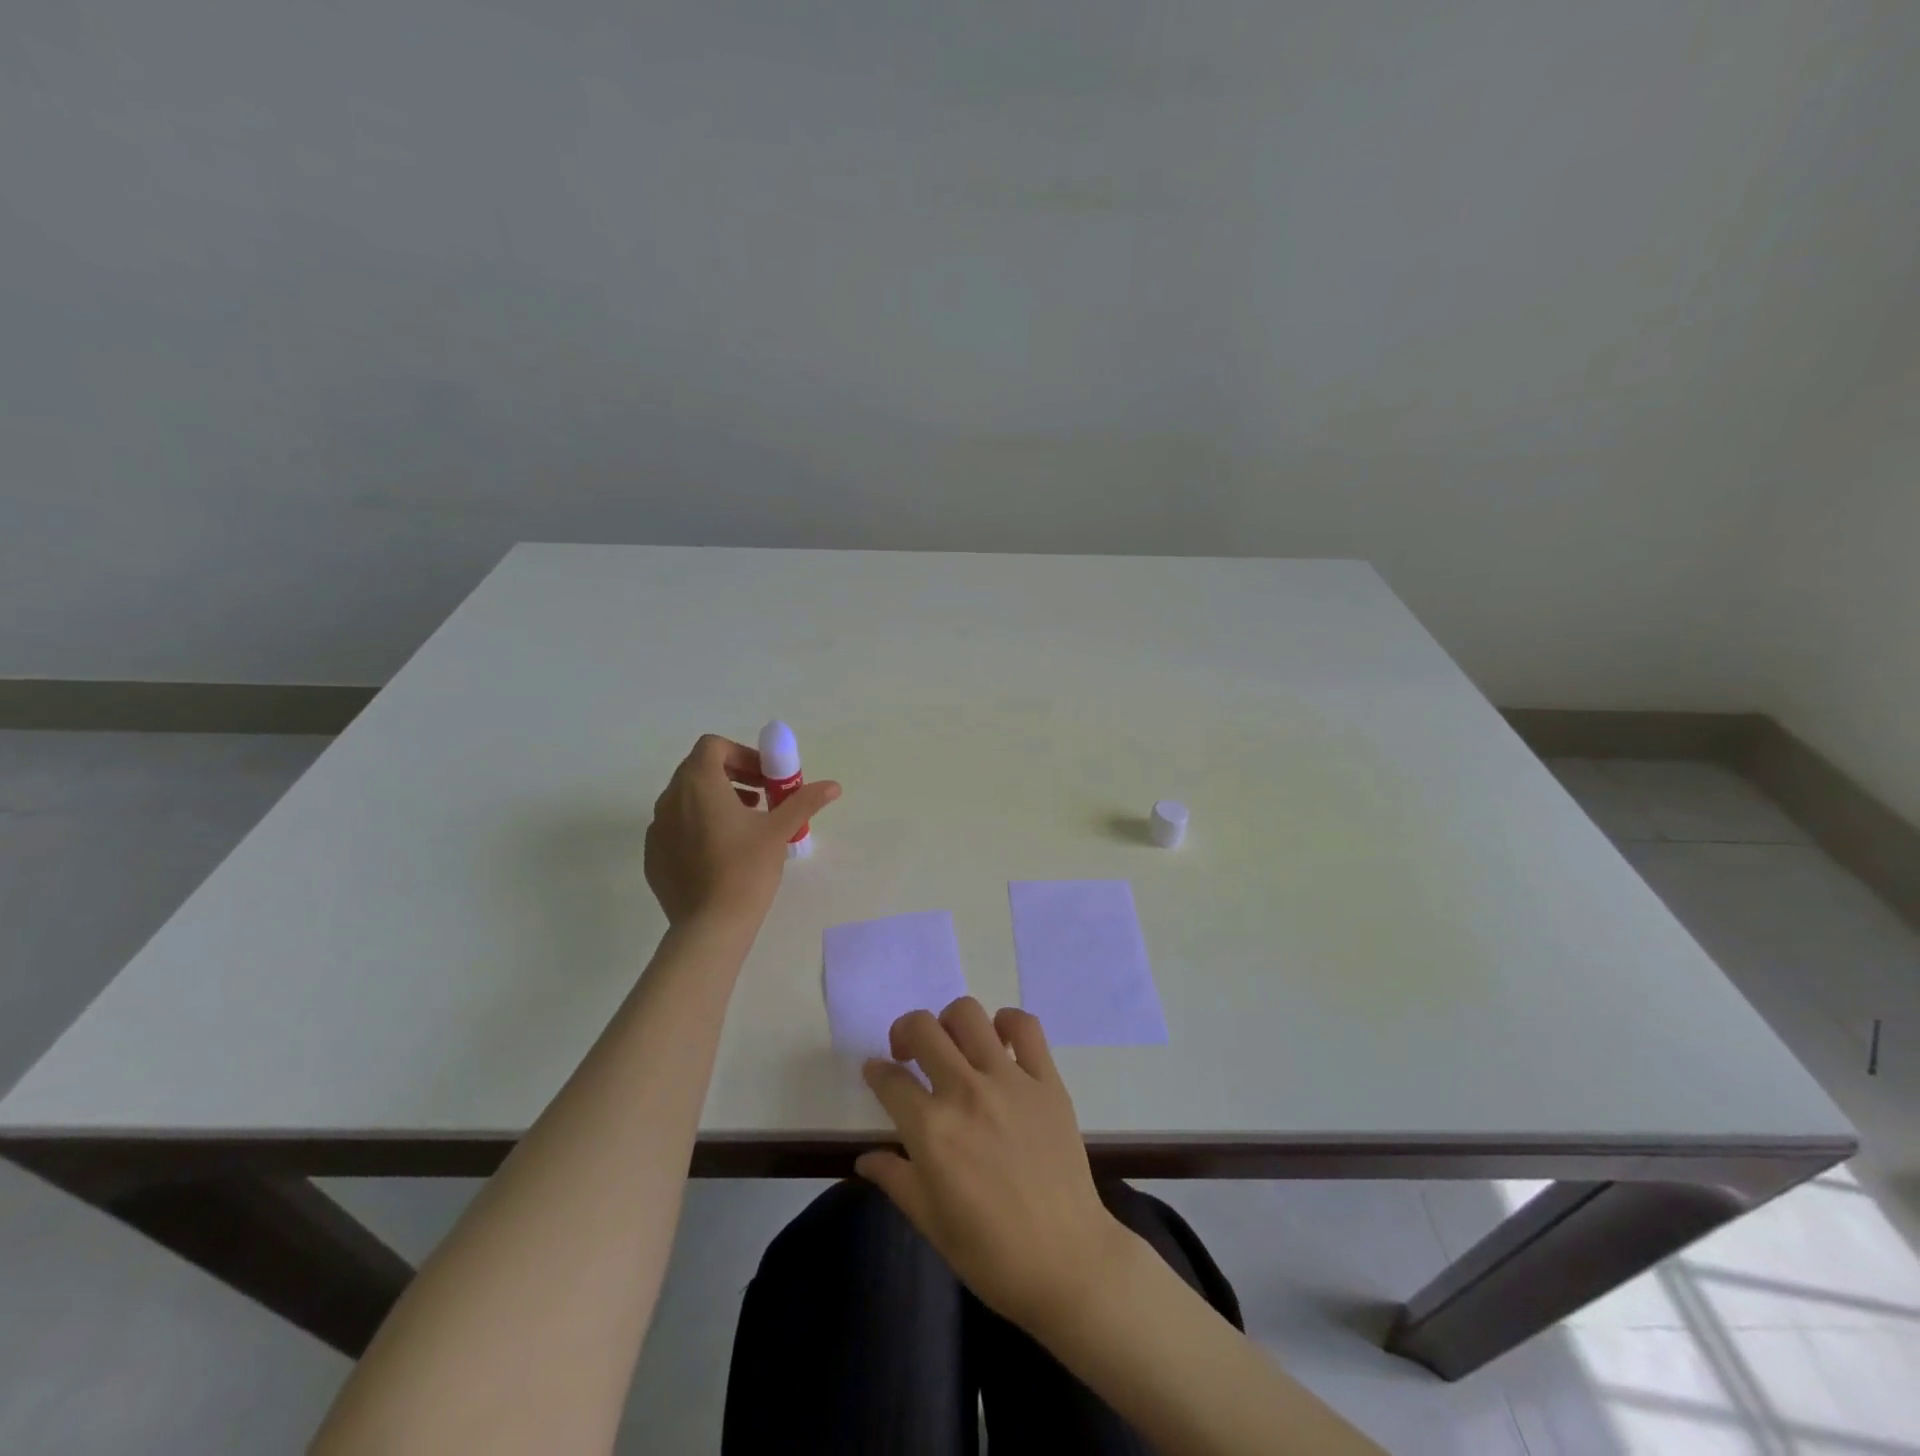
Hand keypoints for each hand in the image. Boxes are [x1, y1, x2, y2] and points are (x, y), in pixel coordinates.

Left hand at [644, 734, 839, 927]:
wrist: (710, 926)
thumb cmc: (746, 869)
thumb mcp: (779, 831)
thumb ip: (804, 801)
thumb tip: (833, 786)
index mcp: (699, 784)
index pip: (713, 746)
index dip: (742, 754)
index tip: (765, 778)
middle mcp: (670, 799)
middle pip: (698, 769)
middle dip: (732, 775)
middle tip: (761, 798)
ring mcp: (657, 828)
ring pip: (685, 798)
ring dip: (715, 799)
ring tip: (744, 825)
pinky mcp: (654, 855)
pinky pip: (676, 827)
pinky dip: (698, 825)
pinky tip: (721, 853)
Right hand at [856, 998, 1126, 1334]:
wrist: (1067, 1261)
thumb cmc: (991, 1253)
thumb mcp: (930, 1222)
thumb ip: (895, 1178)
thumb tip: (865, 1157)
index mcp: (932, 1130)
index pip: (890, 1079)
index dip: (876, 1072)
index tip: (876, 1073)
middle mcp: (966, 1092)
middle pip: (923, 1029)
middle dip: (904, 1032)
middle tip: (908, 1053)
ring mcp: (1010, 1080)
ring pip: (969, 1015)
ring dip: (950, 1023)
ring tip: (953, 1045)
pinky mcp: (1046, 1080)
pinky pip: (1026, 1027)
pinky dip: (1007, 1022)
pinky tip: (1000, 1041)